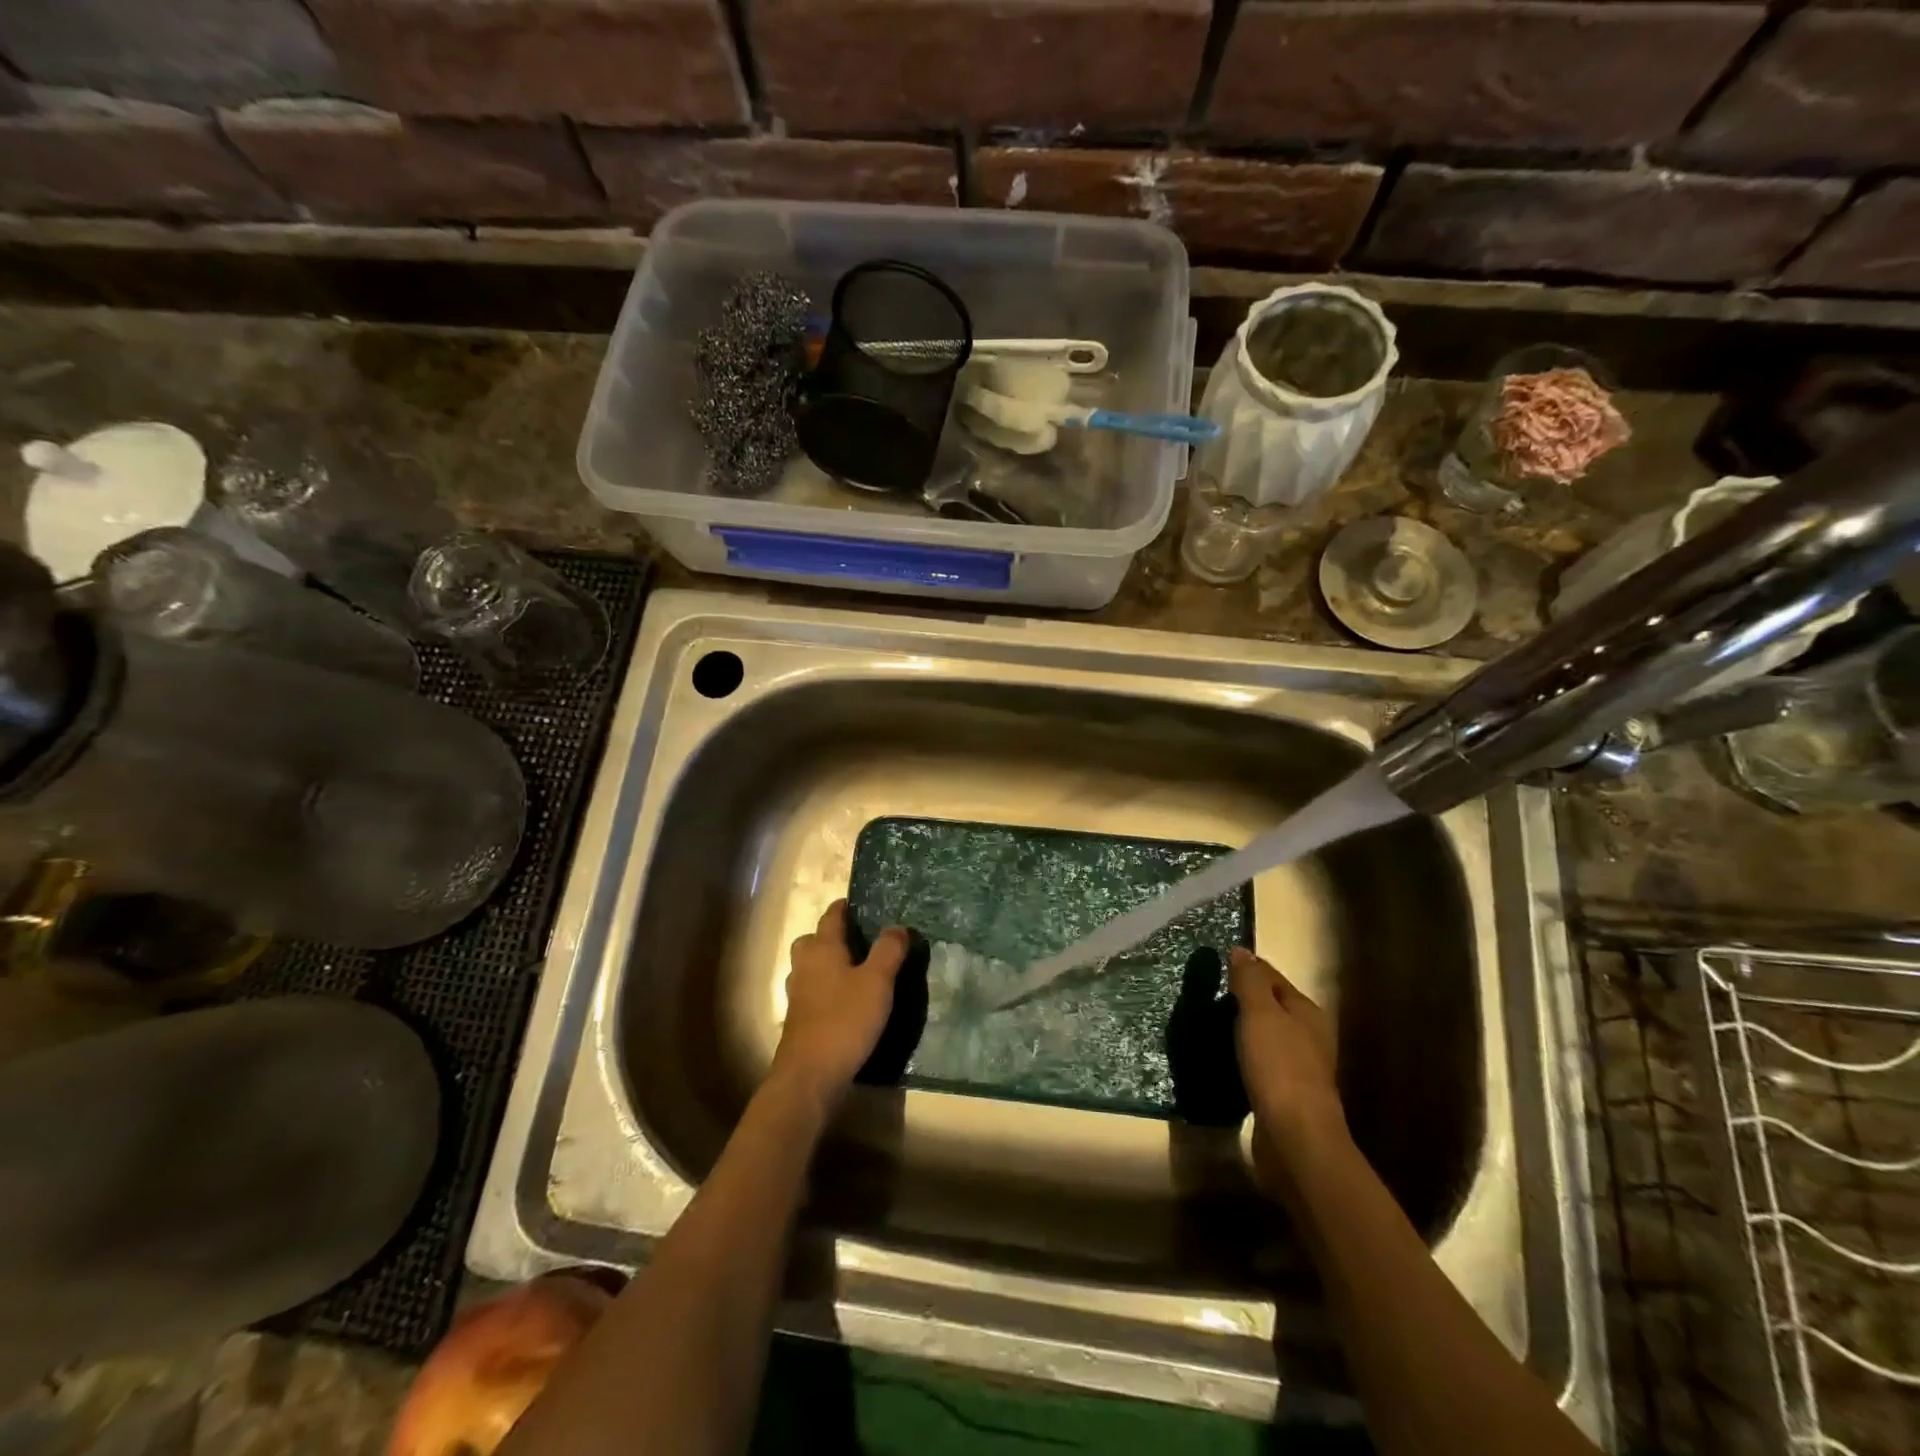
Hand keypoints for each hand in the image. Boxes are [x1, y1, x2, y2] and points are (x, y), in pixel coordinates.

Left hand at [770, 900, 908, 1108]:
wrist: (809, 1076)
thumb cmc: (845, 1020)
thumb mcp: (877, 982)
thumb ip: (888, 951)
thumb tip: (897, 926)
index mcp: (822, 948)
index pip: (832, 916)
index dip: (845, 907)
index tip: (862, 903)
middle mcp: (804, 965)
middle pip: (814, 940)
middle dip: (832, 936)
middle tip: (859, 940)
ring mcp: (797, 993)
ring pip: (810, 966)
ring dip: (828, 963)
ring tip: (855, 970)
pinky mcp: (798, 1019)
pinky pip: (812, 991)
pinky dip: (826, 988)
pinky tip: (845, 1002)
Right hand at [1228, 948, 1347, 1193]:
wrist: (1296, 1138)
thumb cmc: (1279, 1067)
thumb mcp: (1260, 1014)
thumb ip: (1250, 981)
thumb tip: (1241, 950)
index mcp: (1306, 1011)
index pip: (1271, 977)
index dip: (1245, 969)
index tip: (1214, 967)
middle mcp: (1308, 1036)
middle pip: (1270, 1006)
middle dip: (1241, 1000)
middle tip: (1204, 997)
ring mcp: (1298, 1067)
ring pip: (1264, 1036)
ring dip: (1240, 1030)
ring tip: (1206, 1026)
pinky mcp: (1285, 1095)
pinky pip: (1259, 1063)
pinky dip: (1242, 1057)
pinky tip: (1222, 1059)